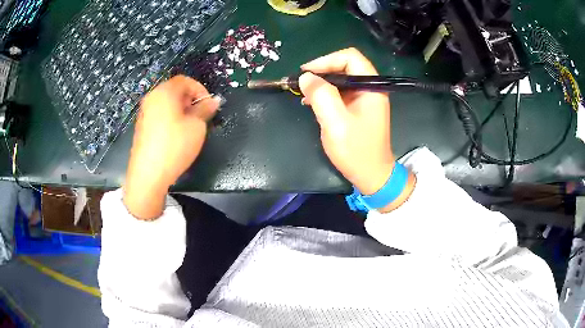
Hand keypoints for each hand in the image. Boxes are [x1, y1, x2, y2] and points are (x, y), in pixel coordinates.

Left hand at [123, 75, 219, 219]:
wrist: (148, 174)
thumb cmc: (174, 146)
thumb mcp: (196, 127)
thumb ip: (205, 109)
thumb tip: (213, 101)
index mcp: (165, 92)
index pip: (185, 80)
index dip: (200, 90)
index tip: (208, 105)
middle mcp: (152, 97)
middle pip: (174, 90)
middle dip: (190, 100)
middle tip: (200, 116)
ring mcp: (144, 112)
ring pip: (166, 103)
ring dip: (181, 110)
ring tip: (189, 127)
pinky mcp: (141, 126)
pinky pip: (159, 114)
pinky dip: (170, 118)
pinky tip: (175, 136)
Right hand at [299, 48, 414, 211]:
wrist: (372, 175)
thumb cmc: (357, 151)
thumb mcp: (336, 123)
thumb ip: (321, 96)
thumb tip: (306, 77)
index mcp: (371, 87)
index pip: (350, 57)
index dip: (326, 60)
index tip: (306, 73)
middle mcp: (370, 88)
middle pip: (345, 65)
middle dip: (322, 71)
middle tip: (302, 83)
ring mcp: (364, 98)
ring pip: (341, 78)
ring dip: (321, 83)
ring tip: (303, 93)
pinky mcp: (358, 108)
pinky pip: (340, 92)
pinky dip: (325, 93)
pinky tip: (311, 102)